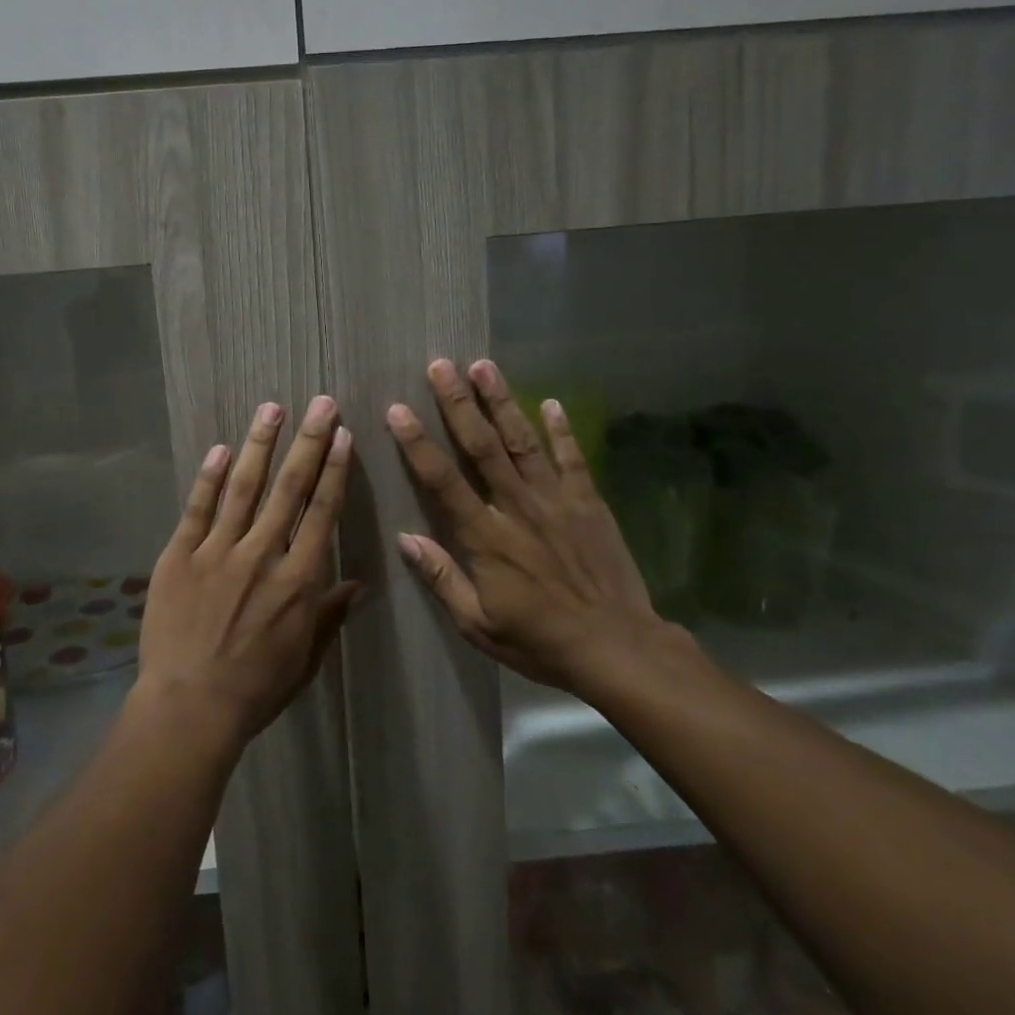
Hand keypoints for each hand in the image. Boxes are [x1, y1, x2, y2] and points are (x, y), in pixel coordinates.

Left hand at [137, 396, 358, 749]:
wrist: (190, 706)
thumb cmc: (256, 688)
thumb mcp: (306, 657)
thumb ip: (330, 615)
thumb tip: (358, 584)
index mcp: (299, 579)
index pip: (322, 512)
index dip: (335, 471)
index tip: (343, 436)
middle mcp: (263, 554)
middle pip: (290, 488)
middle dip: (308, 441)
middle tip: (320, 403)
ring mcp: (218, 551)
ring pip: (244, 487)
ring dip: (260, 445)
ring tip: (272, 407)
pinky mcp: (180, 556)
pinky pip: (198, 509)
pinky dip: (210, 477)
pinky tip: (221, 448)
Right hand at [388, 359, 687, 700]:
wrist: (617, 648)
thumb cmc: (539, 641)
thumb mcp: (477, 624)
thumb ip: (441, 577)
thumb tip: (404, 539)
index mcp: (486, 538)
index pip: (443, 480)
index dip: (418, 443)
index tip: (398, 409)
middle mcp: (518, 508)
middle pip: (482, 446)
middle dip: (458, 403)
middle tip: (440, 365)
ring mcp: (557, 501)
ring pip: (524, 441)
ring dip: (502, 402)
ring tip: (483, 366)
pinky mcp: (588, 503)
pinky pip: (572, 459)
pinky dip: (562, 430)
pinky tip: (552, 403)